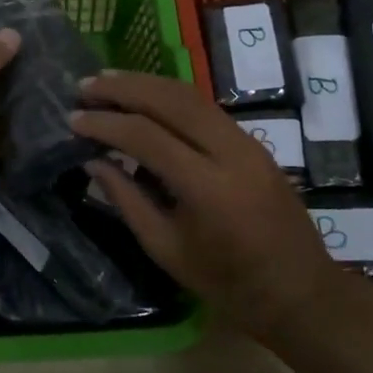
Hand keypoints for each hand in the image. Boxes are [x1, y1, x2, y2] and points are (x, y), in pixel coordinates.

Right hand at [73, 71, 355, 339]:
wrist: (300, 291)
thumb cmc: (228, 283)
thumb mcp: (167, 249)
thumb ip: (127, 200)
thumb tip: (93, 160)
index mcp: (207, 188)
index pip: (147, 138)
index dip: (106, 124)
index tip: (72, 119)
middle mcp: (230, 153)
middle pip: (170, 101)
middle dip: (124, 88)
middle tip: (85, 86)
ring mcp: (247, 142)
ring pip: (190, 95)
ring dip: (146, 83)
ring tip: (108, 80)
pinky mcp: (253, 141)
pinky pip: (205, 106)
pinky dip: (170, 95)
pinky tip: (145, 96)